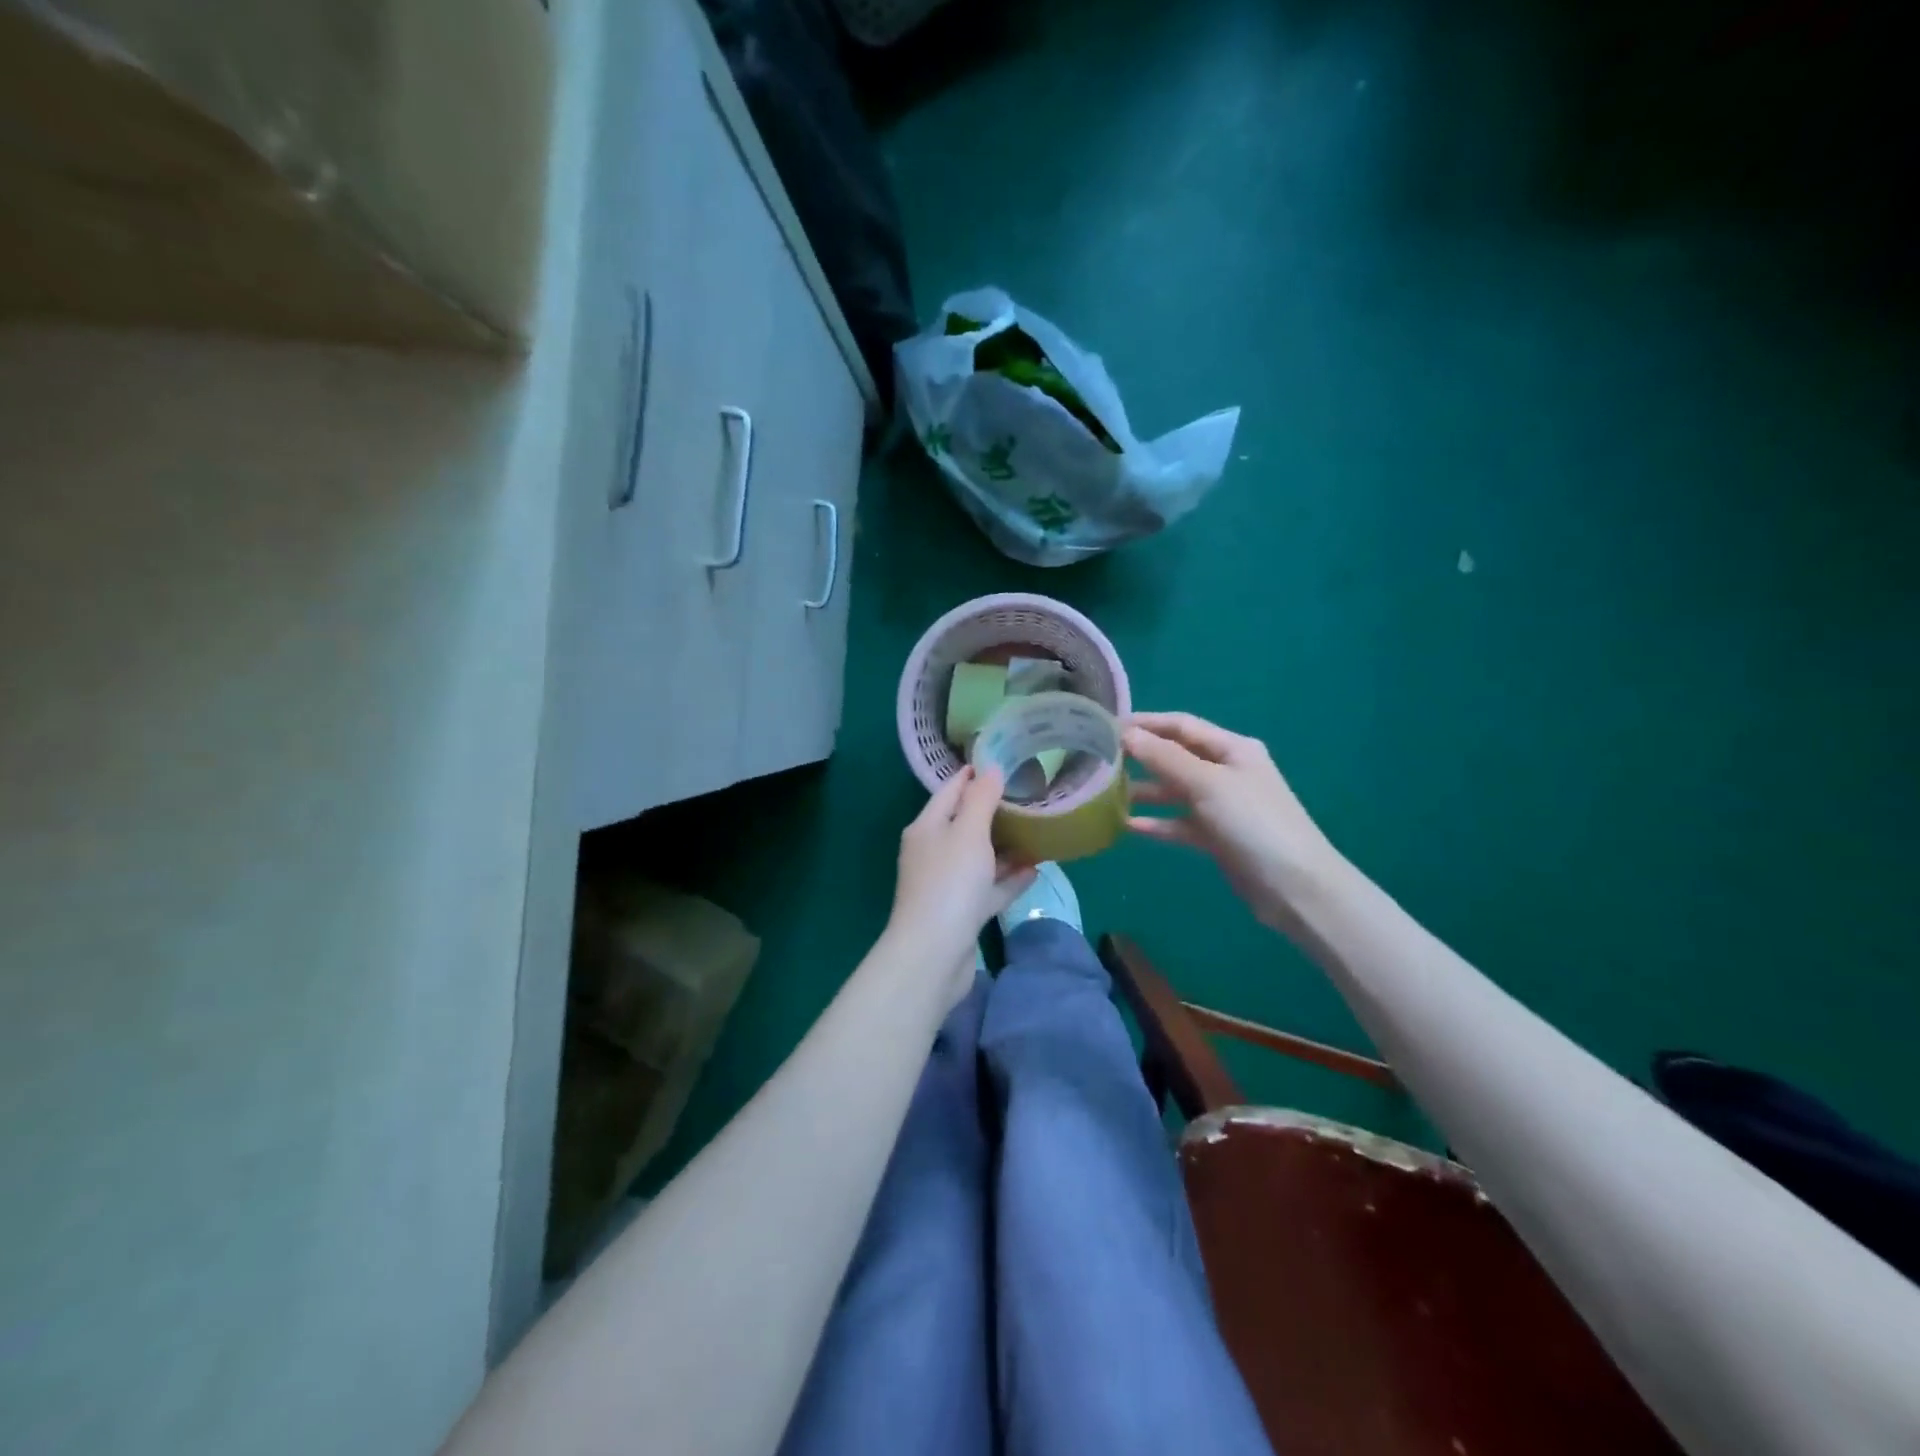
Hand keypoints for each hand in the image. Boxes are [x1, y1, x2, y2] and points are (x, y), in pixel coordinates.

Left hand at [887, 767, 1037, 1006]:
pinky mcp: (962, 913)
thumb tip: (990, 769)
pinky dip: (1008, 879)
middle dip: (994, 811)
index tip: (1002, 761)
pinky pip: (988, 889)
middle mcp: (933, 852)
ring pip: (979, 858)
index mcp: (927, 828)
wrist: (934, 954)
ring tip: (1037, 832)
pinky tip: (1034, 870)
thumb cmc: (950, 883)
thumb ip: (981, 800)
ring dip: (1004, 847)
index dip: (973, 775)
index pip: (949, 791)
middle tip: (1029, 796)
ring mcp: (947, 884)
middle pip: (964, 824)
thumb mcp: (967, 833)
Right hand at [1124, 712, 1342, 931]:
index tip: (1105, 726)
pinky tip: (1126, 825)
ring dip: (1144, 790)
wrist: (1295, 887)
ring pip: (1174, 791)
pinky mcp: (1216, 836)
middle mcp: (1226, 771)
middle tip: (1098, 758)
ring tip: (1105, 792)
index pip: (1181, 725)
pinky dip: (1156, 822)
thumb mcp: (1208, 783)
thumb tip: (1125, 733)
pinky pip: (1178, 823)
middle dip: (1140, 756)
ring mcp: (1221, 805)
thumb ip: (1165, 758)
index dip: (1145, 723)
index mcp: (1232, 748)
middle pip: (1176, 756)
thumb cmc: (1254, 823)